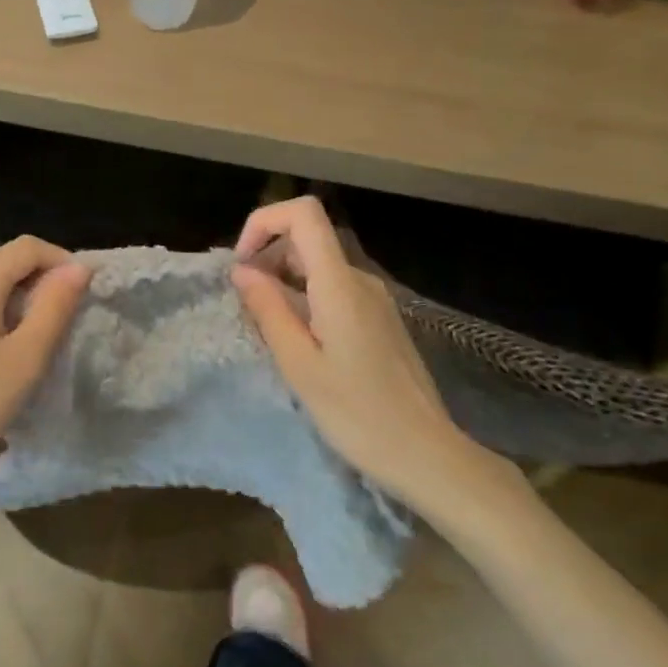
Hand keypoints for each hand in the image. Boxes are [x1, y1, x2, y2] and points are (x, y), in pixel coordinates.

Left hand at [0, 236, 90, 503]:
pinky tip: (5, 355)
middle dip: (44, 282)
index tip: (85, 293)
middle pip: (7, 264)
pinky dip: (0, 317)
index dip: (62, 260)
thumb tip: (78, 268)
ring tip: (42, 342)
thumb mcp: (26, 358)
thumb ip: (54, 307)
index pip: (27, 246)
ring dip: (23, 302)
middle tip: (68, 322)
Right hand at [231, 197, 515, 508]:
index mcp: (340, 284)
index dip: (264, 222)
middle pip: (307, 239)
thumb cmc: (356, 413)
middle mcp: (360, 280)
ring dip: (284, 285)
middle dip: (267, 260)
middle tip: (248, 310)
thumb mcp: (299, 365)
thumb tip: (242, 270)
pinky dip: (305, 301)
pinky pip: (333, 291)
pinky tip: (300, 346)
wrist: (425, 452)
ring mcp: (374, 299)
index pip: (304, 214)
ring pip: (318, 268)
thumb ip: (268, 310)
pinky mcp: (379, 319)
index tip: (242, 264)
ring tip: (271, 334)